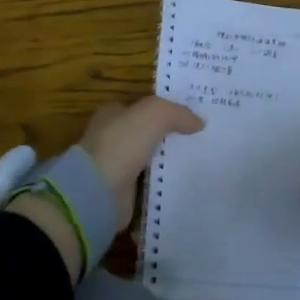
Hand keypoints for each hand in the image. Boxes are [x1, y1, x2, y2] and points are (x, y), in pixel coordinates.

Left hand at [78, 96, 205, 230]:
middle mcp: (112, 138)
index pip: (142, 107)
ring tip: (202, 162)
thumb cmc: (121, 144)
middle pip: (147, 133)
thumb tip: (199, 122)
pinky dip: (164, 184)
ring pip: (150, 159)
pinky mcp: (123, 193)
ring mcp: (116, 166)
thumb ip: (177, 113)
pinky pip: (150, 184)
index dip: (165, 109)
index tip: (192, 116)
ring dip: (170, 161)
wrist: (97, 191)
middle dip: (170, 136)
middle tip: (203, 139)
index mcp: (112, 114)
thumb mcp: (154, 115)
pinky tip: (187, 184)